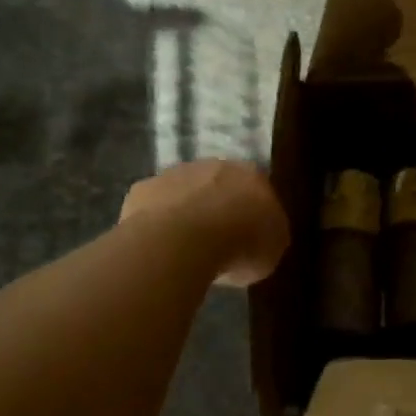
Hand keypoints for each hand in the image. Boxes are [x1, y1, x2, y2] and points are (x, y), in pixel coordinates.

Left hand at [120, 159, 289, 286]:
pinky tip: (158, 247)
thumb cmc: (240, 244)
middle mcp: (216, 165)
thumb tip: (260, 237)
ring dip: (186, 212)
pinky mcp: (143, 189)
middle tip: (217, 240)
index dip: (253, 213)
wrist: (185, 240)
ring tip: (185, 247)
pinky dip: (156, 223)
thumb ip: (268, 236)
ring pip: (184, 192)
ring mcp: (176, 173)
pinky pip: (154, 207)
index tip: (249, 237)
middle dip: (218, 207)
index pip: (258, 189)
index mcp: (253, 176)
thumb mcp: (272, 249)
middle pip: (219, 185)